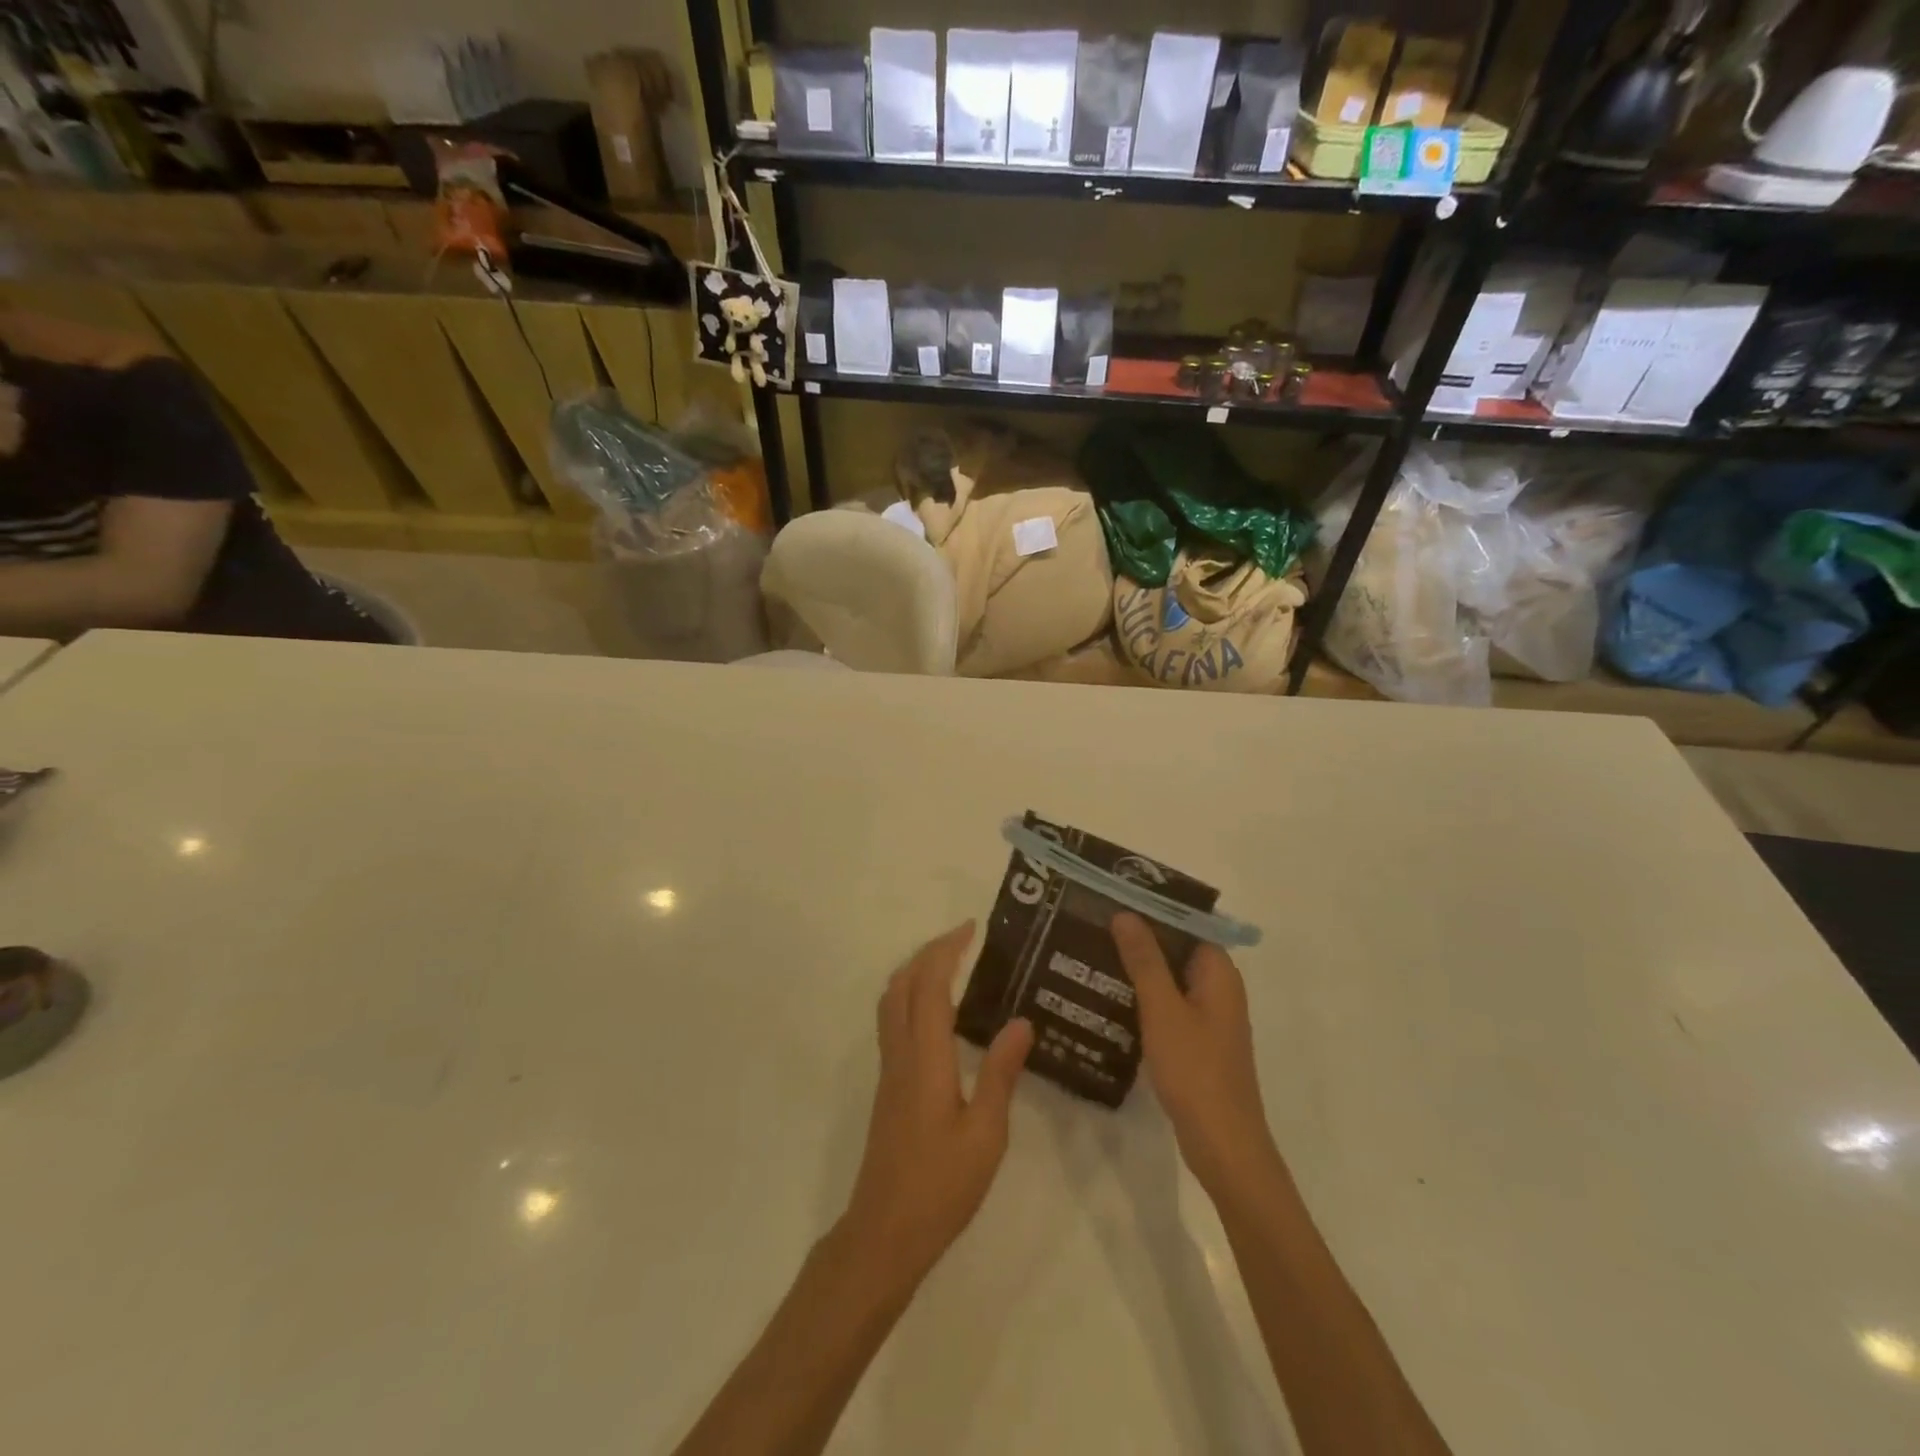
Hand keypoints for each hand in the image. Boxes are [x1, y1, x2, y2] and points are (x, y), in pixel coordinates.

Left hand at [840, 922, 1033, 1290]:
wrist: (885, 1231)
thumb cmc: (941, 1185)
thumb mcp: (986, 1134)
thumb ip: (1001, 1074)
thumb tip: (1021, 1021)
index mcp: (926, 1057)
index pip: (931, 985)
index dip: (948, 951)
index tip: (971, 928)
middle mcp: (901, 1053)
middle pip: (903, 983)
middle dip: (930, 952)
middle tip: (963, 939)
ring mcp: (889, 1069)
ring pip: (892, 1000)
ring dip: (916, 971)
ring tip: (950, 964)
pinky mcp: (888, 1085)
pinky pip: (893, 1021)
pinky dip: (911, 996)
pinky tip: (937, 1013)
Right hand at [1111, 913, 1282, 1199]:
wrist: (1223, 1146)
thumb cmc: (1195, 1070)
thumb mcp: (1163, 1010)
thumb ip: (1144, 960)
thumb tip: (1125, 914)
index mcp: (1219, 973)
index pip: (1186, 925)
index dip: (1152, 910)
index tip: (1113, 900)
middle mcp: (1218, 989)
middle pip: (1177, 950)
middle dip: (1140, 939)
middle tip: (1094, 926)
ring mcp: (1209, 1018)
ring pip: (1170, 979)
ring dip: (1139, 969)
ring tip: (1092, 956)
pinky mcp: (1197, 1043)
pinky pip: (1169, 1006)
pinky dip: (1144, 999)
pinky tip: (1110, 999)